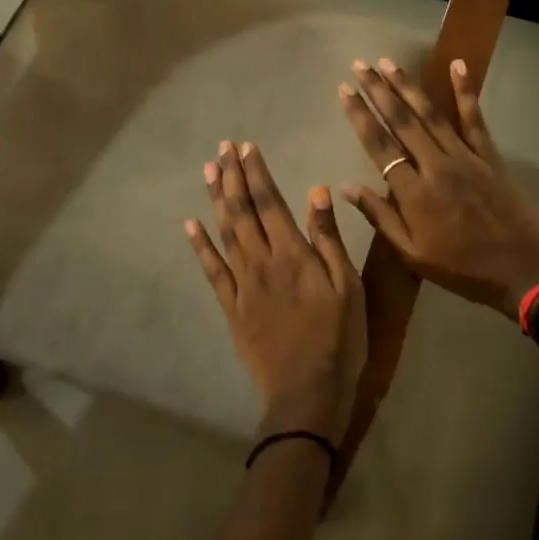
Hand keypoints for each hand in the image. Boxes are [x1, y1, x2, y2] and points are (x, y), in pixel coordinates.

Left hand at [185, 141, 365, 445]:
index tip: (246, 147)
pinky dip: (200, 246)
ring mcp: (242, 286)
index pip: (270, 202)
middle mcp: (262, 262)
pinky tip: (191, 226)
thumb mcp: (347, 286)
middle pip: (242, 212)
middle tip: (223, 148)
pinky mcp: (231, 309)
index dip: (256, 173)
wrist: (307, 392)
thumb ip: (329, 239)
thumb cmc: (340, 339)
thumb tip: (316, 193)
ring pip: (224, 234)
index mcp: (293, 254)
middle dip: (232, 177)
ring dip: (216, 200)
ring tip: (209, 171)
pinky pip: (212, 271)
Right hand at [338, 58, 538, 316]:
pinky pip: (475, 119)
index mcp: (413, 193)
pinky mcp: (490, 156)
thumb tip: (347, 188)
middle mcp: (436, 166)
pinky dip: (465, 91)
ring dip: (408, 87)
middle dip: (379, 91)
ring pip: (432, 115)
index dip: (360, 116)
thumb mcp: (413, 254)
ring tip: (389, 62)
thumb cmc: (462, 269)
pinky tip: (458, 65)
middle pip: (402, 122)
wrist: (522, 270)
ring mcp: (466, 157)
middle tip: (360, 65)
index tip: (344, 90)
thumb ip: (380, 218)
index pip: (379, 146)